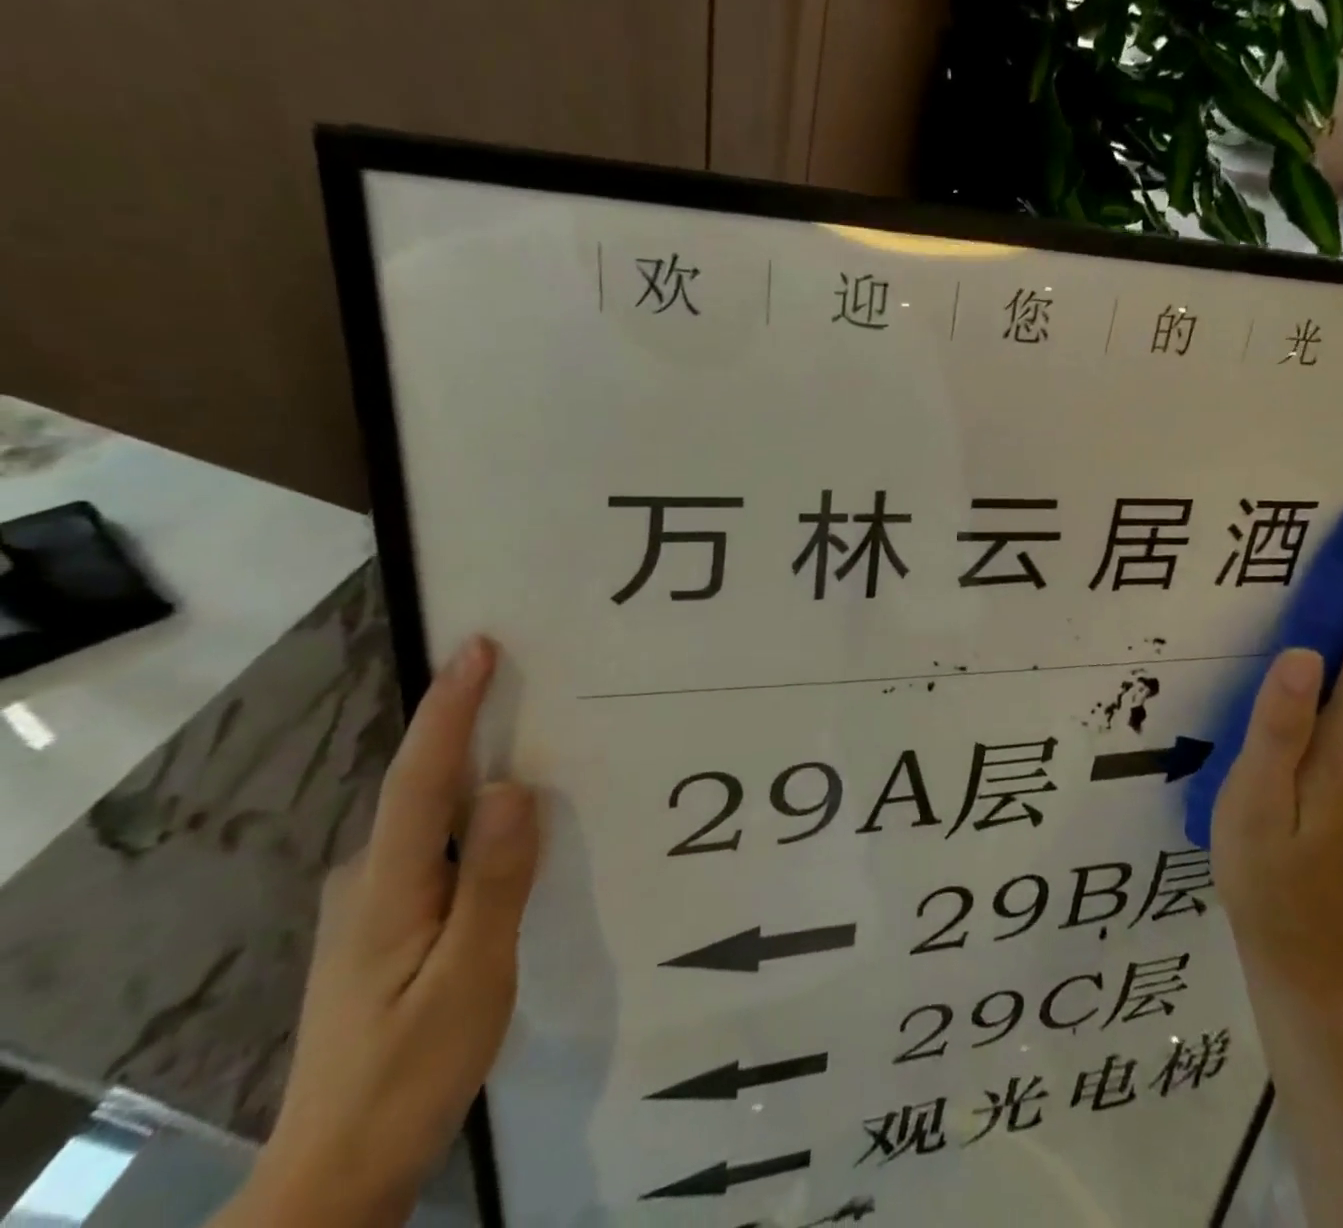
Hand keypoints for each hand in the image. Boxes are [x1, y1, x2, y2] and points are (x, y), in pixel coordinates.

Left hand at [221, 637, 539, 1227]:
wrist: (338, 1169)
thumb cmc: (411, 1069)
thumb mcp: (469, 977)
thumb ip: (492, 879)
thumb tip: (511, 785)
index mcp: (388, 885)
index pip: (421, 776)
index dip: (450, 708)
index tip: (478, 647)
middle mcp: (369, 879)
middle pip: (422, 784)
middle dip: (466, 722)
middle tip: (523, 675)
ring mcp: (372, 903)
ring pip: (430, 815)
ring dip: (472, 766)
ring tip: (528, 734)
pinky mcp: (387, 922)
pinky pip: (435, 843)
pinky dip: (469, 811)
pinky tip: (503, 820)